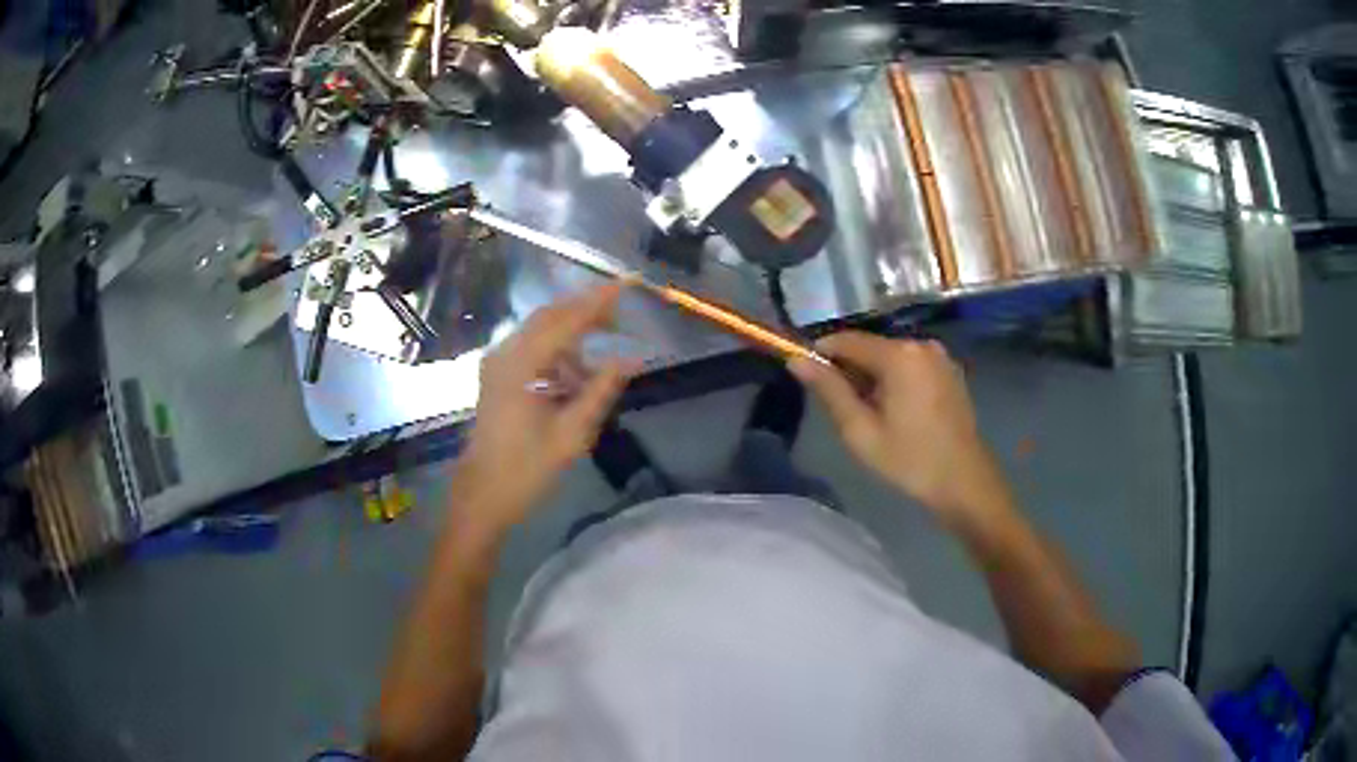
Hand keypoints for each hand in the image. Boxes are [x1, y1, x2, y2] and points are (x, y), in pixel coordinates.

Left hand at [454, 284, 634, 537]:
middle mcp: (505, 354)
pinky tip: (574, 376)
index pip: (566, 320)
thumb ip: (602, 390)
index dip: (598, 301)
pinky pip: (531, 348)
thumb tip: (632, 358)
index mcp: (521, 365)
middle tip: (621, 316)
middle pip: (550, 316)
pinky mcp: (496, 375)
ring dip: (572, 336)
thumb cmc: (526, 469)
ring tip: (602, 359)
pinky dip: (556, 353)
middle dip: (586, 311)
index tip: (627, 283)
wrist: (482, 494)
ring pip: (540, 331)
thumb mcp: (572, 433)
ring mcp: (497, 363)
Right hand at [789, 332, 1015, 532]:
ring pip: (890, 357)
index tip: (808, 379)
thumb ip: (829, 390)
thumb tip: (796, 360)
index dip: (821, 355)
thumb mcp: (860, 431)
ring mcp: (939, 356)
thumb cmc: (909, 460)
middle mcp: (920, 344)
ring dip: (874, 378)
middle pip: (870, 347)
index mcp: (898, 355)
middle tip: (844, 411)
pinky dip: (896, 381)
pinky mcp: (950, 370)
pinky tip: (898, 414)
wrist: (964, 482)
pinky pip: (911, 366)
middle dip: (851, 371)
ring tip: (872, 417)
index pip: (845, 340)